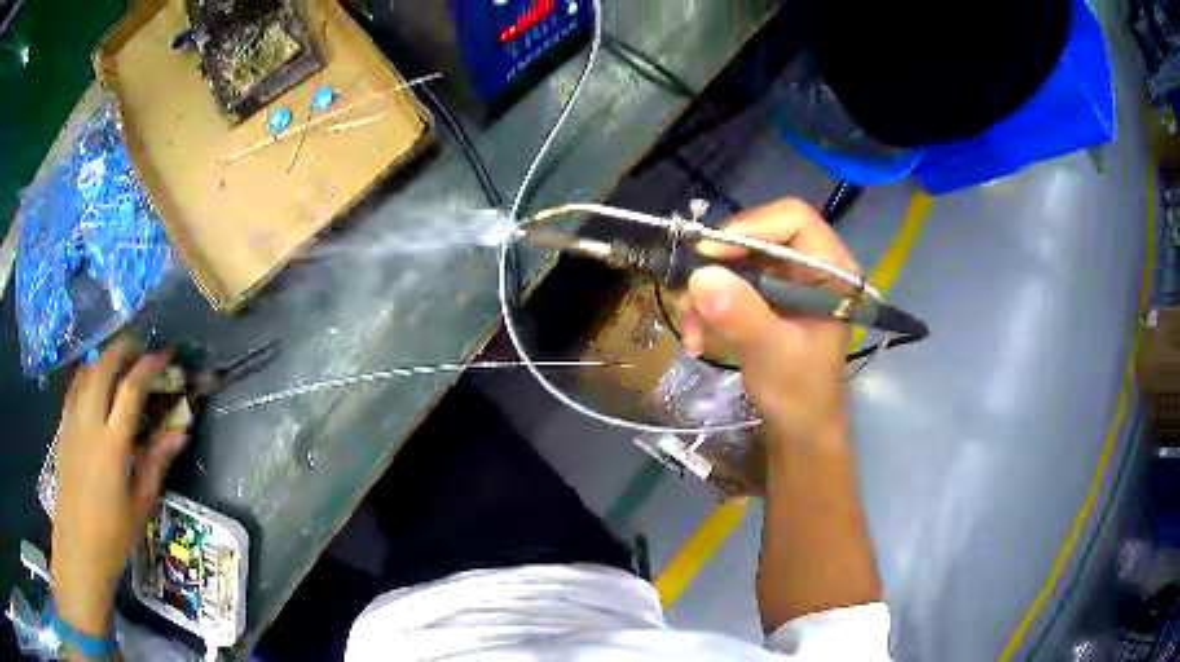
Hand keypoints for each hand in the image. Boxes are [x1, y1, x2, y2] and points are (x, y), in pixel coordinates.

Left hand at [51, 338, 189, 637]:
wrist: (78, 547)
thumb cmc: (114, 534)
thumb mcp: (141, 504)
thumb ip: (157, 462)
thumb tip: (181, 432)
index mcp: (113, 444)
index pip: (131, 389)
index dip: (149, 366)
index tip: (164, 356)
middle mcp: (90, 422)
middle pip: (104, 366)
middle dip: (123, 349)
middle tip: (140, 350)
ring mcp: (73, 421)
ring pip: (87, 371)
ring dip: (105, 359)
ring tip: (120, 364)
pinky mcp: (63, 427)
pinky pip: (75, 387)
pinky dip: (88, 374)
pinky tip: (95, 384)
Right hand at [678, 198, 858, 443]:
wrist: (799, 428)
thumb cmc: (801, 394)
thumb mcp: (774, 354)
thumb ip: (744, 315)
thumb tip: (700, 277)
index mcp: (831, 270)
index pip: (793, 219)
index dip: (751, 227)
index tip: (711, 254)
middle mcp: (808, 265)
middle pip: (756, 235)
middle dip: (717, 266)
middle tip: (689, 295)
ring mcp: (784, 280)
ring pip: (734, 260)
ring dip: (704, 293)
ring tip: (692, 330)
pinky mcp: (764, 296)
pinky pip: (726, 283)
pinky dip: (706, 306)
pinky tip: (697, 337)